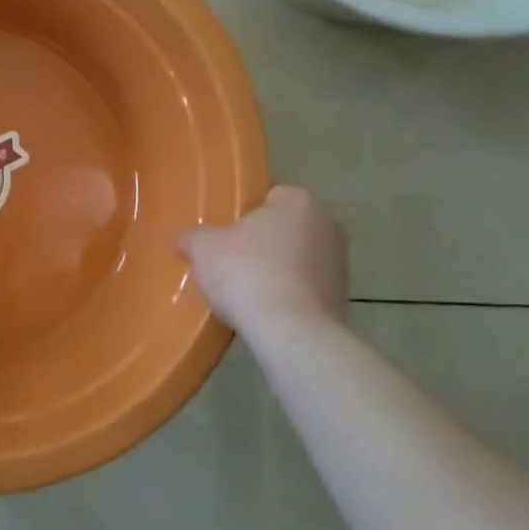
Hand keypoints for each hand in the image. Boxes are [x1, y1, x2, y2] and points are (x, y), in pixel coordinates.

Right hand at [177, 185, 348, 334]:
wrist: (292, 333)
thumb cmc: (247, 274)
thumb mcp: (203, 248)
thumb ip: (193, 236)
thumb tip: (186, 239)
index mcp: (298, 202)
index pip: (270, 197)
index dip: (244, 216)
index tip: (226, 236)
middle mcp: (327, 225)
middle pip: (285, 228)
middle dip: (262, 243)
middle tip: (232, 262)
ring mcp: (340, 264)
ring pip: (297, 259)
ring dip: (277, 270)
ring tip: (247, 292)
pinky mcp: (342, 298)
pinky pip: (306, 289)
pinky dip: (289, 296)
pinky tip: (266, 311)